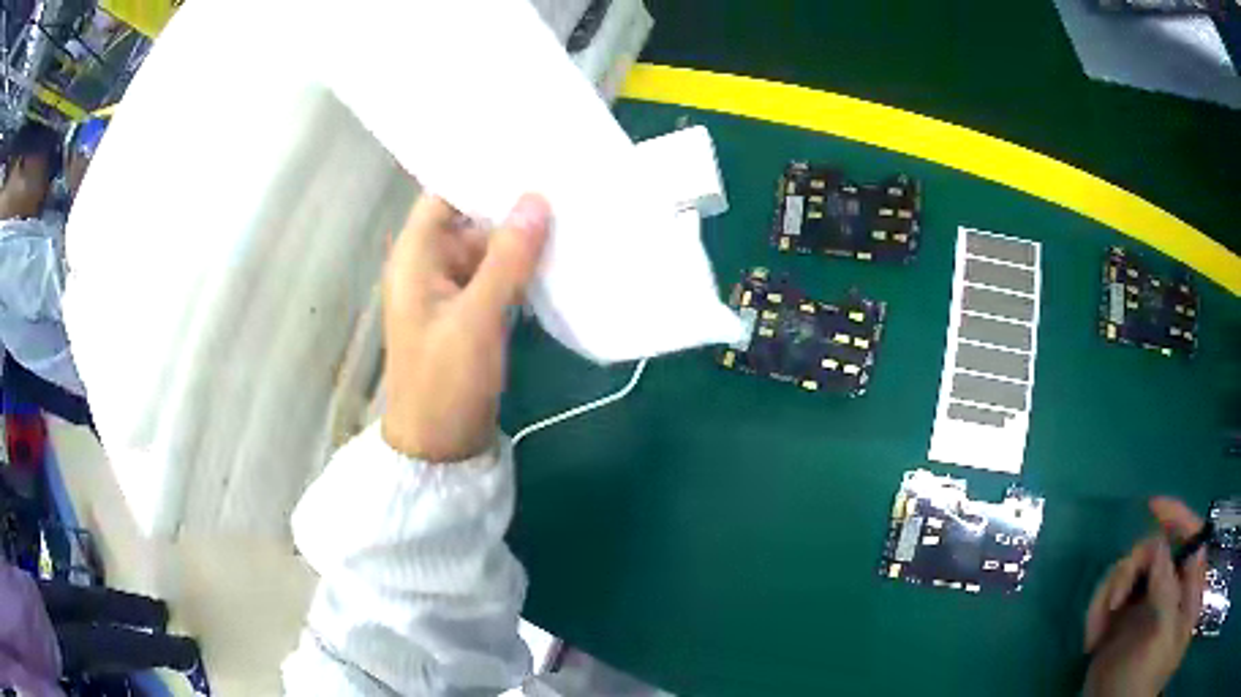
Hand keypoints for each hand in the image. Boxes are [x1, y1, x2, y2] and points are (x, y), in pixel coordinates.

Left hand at [380, 193, 550, 461]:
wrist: (440, 449)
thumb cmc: (445, 384)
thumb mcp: (476, 319)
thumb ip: (507, 259)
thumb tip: (537, 200)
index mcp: (415, 257)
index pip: (444, 194)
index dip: (480, 170)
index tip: (526, 152)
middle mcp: (430, 265)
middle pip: (471, 219)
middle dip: (512, 204)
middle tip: (564, 179)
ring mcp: (451, 290)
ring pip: (488, 248)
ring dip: (522, 238)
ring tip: (571, 210)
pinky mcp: (470, 313)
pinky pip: (497, 277)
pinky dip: (522, 268)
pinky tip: (558, 257)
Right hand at [1083, 497, 1207, 696]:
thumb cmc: (1139, 681)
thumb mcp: (1159, 635)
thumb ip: (1167, 589)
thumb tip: (1159, 547)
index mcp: (1186, 590)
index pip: (1192, 538)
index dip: (1177, 517)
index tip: (1153, 506)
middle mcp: (1168, 590)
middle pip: (1156, 551)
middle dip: (1132, 569)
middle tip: (1115, 601)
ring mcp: (1144, 605)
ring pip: (1129, 571)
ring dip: (1109, 593)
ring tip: (1097, 629)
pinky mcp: (1121, 619)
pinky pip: (1109, 595)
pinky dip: (1097, 610)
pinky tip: (1091, 639)